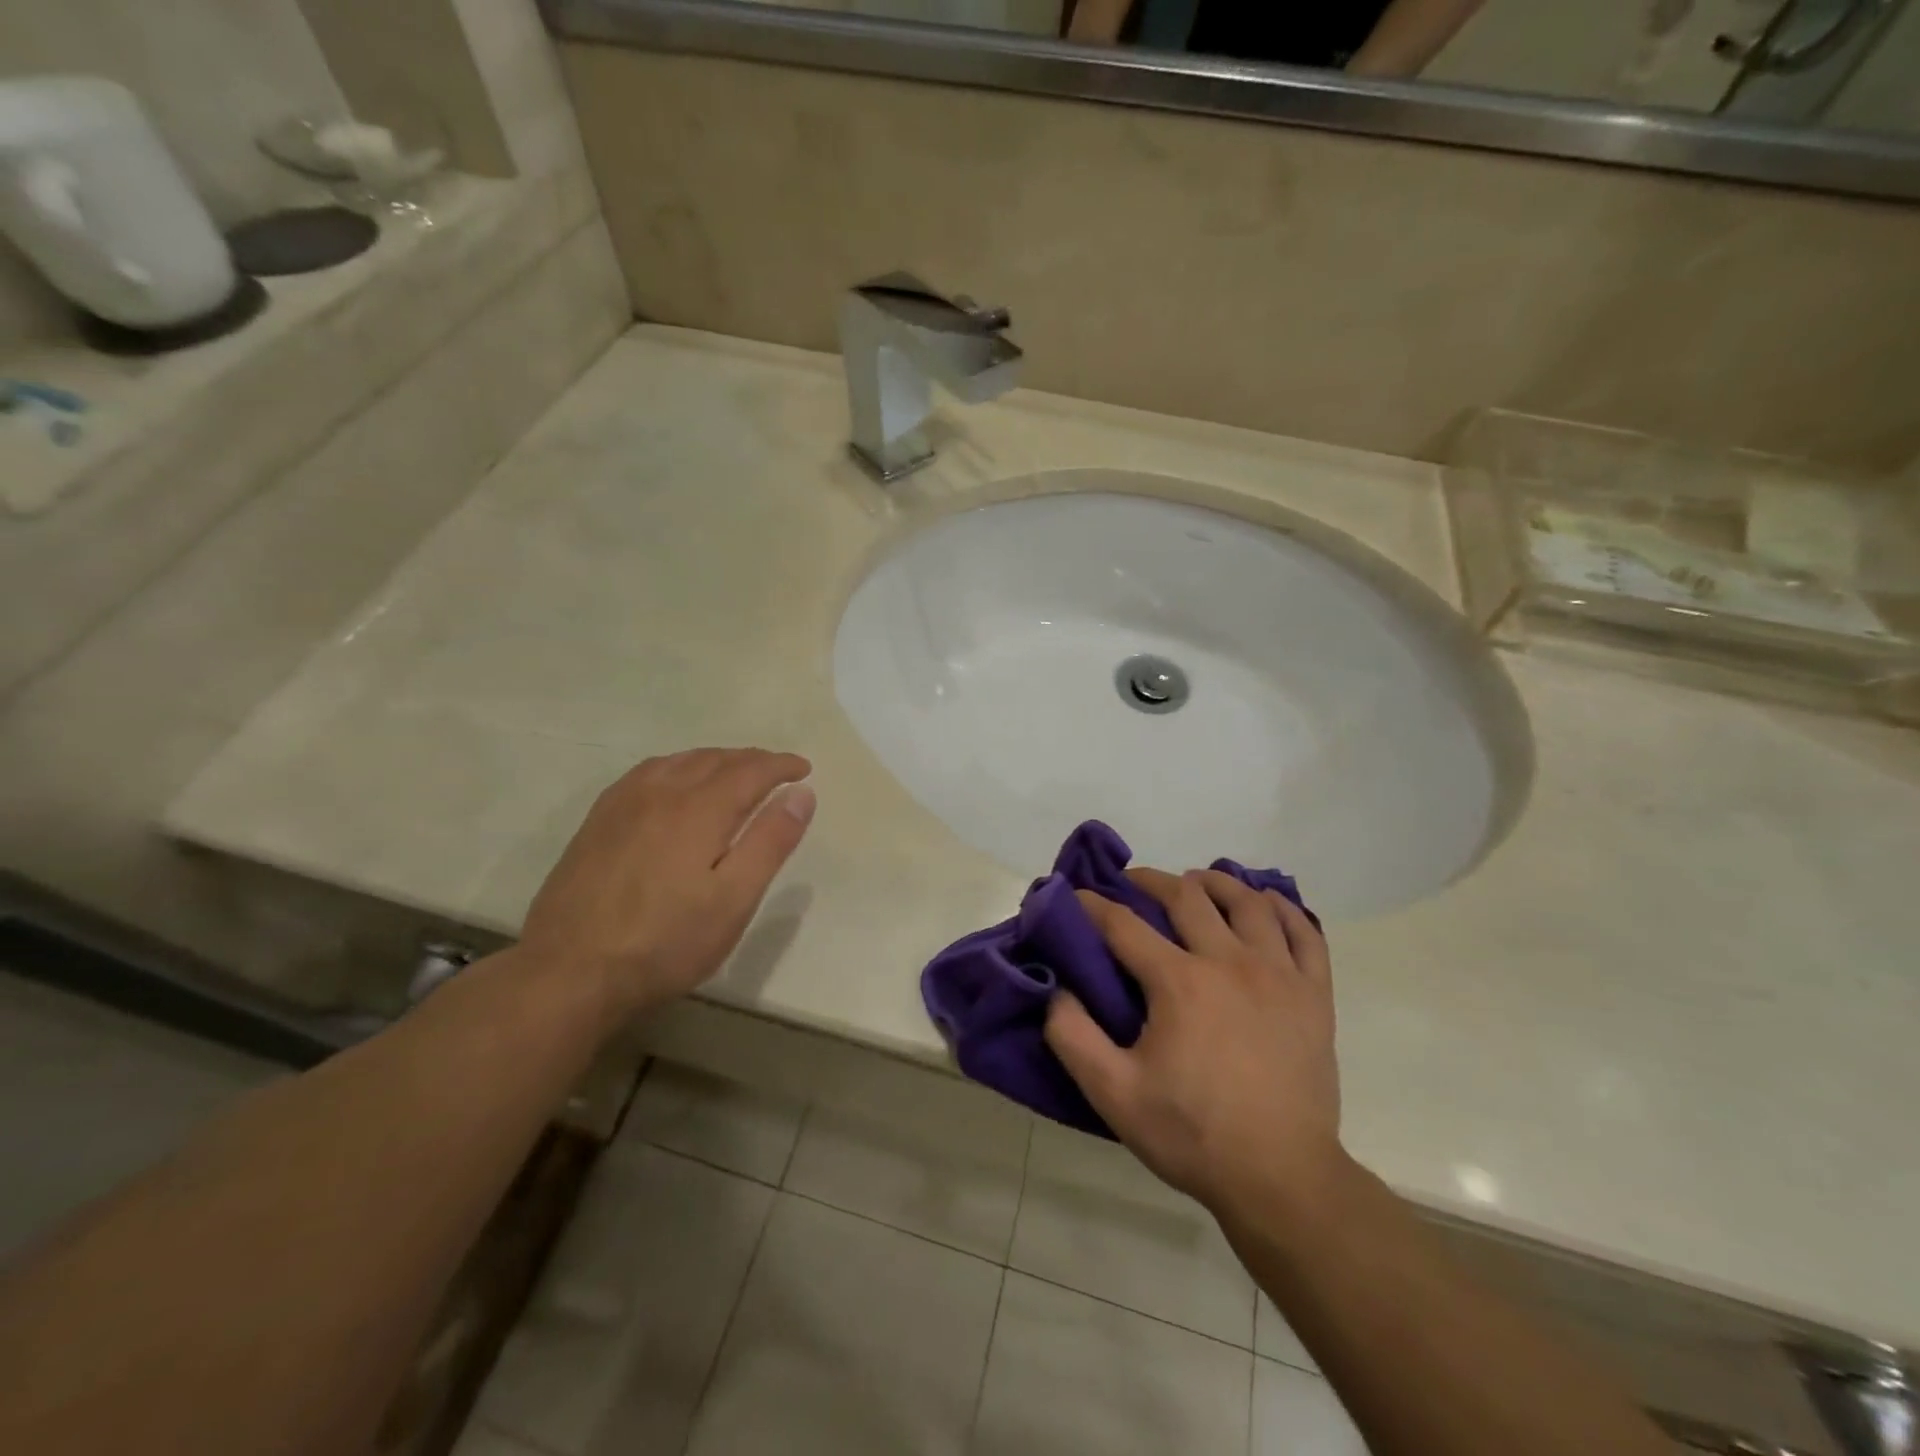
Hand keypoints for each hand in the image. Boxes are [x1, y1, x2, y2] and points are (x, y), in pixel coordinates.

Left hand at [517, 748, 814, 1023]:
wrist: (569, 973)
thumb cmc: (666, 942)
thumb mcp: (734, 900)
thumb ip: (770, 841)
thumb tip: (801, 793)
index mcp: (699, 809)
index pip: (751, 770)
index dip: (781, 765)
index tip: (804, 769)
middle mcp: (661, 792)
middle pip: (715, 759)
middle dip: (752, 760)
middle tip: (777, 771)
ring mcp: (623, 804)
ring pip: (679, 761)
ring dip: (715, 760)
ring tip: (734, 773)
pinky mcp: (598, 821)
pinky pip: (647, 773)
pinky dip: (677, 767)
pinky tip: (676, 785)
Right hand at [1045, 867, 1345, 1217]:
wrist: (1282, 1180)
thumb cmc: (1193, 1134)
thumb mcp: (1113, 1094)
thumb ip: (1072, 1036)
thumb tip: (1057, 989)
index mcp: (1179, 982)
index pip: (1124, 924)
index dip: (1094, 904)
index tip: (1076, 895)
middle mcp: (1229, 962)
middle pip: (1187, 897)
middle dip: (1152, 881)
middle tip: (1133, 882)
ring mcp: (1279, 974)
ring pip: (1248, 902)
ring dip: (1216, 882)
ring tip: (1197, 882)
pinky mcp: (1314, 995)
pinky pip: (1305, 932)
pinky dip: (1284, 908)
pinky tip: (1266, 903)